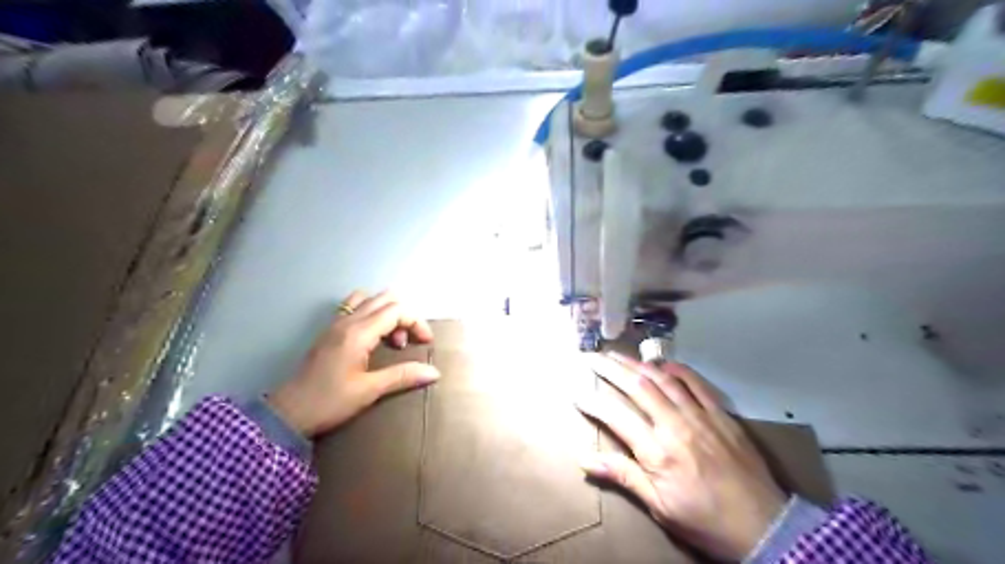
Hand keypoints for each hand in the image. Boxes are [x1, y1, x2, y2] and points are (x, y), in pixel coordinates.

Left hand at [266, 292, 440, 439]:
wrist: (288, 412)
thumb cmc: (329, 401)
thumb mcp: (369, 390)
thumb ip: (402, 376)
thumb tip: (434, 372)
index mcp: (359, 332)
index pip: (397, 310)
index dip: (416, 322)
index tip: (425, 343)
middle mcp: (348, 320)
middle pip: (386, 298)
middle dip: (405, 315)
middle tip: (408, 342)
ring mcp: (336, 323)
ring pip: (369, 299)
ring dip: (387, 312)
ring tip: (390, 338)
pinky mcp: (329, 330)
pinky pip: (355, 307)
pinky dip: (372, 313)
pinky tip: (372, 337)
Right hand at [578, 352, 788, 558]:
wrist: (764, 526)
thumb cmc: (704, 520)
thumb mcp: (659, 506)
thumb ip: (623, 476)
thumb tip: (585, 460)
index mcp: (657, 451)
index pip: (615, 416)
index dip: (592, 401)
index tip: (576, 392)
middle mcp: (675, 425)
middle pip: (637, 387)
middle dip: (610, 369)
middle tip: (591, 357)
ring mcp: (700, 415)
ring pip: (663, 379)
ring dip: (637, 363)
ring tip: (617, 354)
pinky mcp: (720, 413)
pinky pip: (696, 383)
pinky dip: (677, 369)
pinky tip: (662, 363)